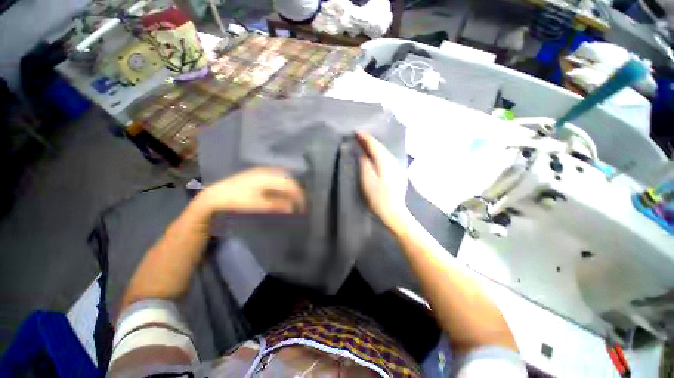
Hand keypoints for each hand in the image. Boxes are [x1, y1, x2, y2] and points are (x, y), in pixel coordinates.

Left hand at [197, 167, 305, 214]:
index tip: (302, 207)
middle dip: (296, 192)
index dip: (299, 195)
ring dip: (289, 189)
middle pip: (288, 180)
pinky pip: (276, 179)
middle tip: (299, 204)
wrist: (215, 195)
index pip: (290, 185)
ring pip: (283, 179)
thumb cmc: (237, 200)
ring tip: (293, 200)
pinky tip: (282, 194)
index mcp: (268, 177)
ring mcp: (263, 172)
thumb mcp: (258, 204)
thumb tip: (292, 208)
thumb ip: (277, 205)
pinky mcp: (259, 175)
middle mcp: (268, 171)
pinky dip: (282, 187)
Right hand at [356, 131, 409, 229]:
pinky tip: (375, 155)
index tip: (356, 132)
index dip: (365, 137)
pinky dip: (379, 153)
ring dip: (374, 146)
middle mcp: (392, 160)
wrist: (394, 211)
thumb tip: (362, 152)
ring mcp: (396, 166)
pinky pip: (386, 157)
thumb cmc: (378, 197)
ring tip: (365, 144)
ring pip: (384, 151)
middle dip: (369, 140)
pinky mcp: (397, 172)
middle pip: (380, 146)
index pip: (374, 144)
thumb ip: (364, 164)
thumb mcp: (367, 180)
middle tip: (359, 136)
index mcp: (384, 160)